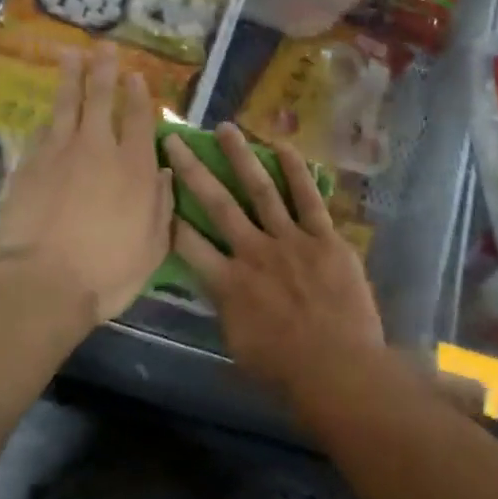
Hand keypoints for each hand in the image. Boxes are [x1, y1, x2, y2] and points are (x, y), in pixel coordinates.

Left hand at [0, 44, 172, 328]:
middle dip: (104, 71)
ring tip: (70, 55)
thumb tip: (163, 172)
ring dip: (71, 78)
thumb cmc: (108, 270)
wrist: (43, 283)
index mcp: (134, 167)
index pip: (138, 119)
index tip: (136, 76)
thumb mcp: (154, 245)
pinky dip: (49, 119)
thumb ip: (161, 204)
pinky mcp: (28, 167)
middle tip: (103, 47)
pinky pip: (41, 133)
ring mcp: (58, 154)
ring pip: (66, 105)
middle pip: (101, 99)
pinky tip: (48, 113)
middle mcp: (98, 150)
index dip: (138, 95)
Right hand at [163, 123, 384, 399]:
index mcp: (228, 284)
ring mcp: (290, 241)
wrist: (340, 369)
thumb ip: (224, 308)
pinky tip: (282, 146)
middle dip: (193, 170)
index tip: (156, 189)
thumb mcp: (238, 345)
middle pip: (217, 204)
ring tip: (225, 128)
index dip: (169, 215)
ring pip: (260, 190)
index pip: (188, 244)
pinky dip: (295, 171)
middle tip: (175, 140)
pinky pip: (307, 198)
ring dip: (241, 157)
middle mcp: (253, 252)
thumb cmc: (286, 370)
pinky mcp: (324, 238)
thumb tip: (215, 284)